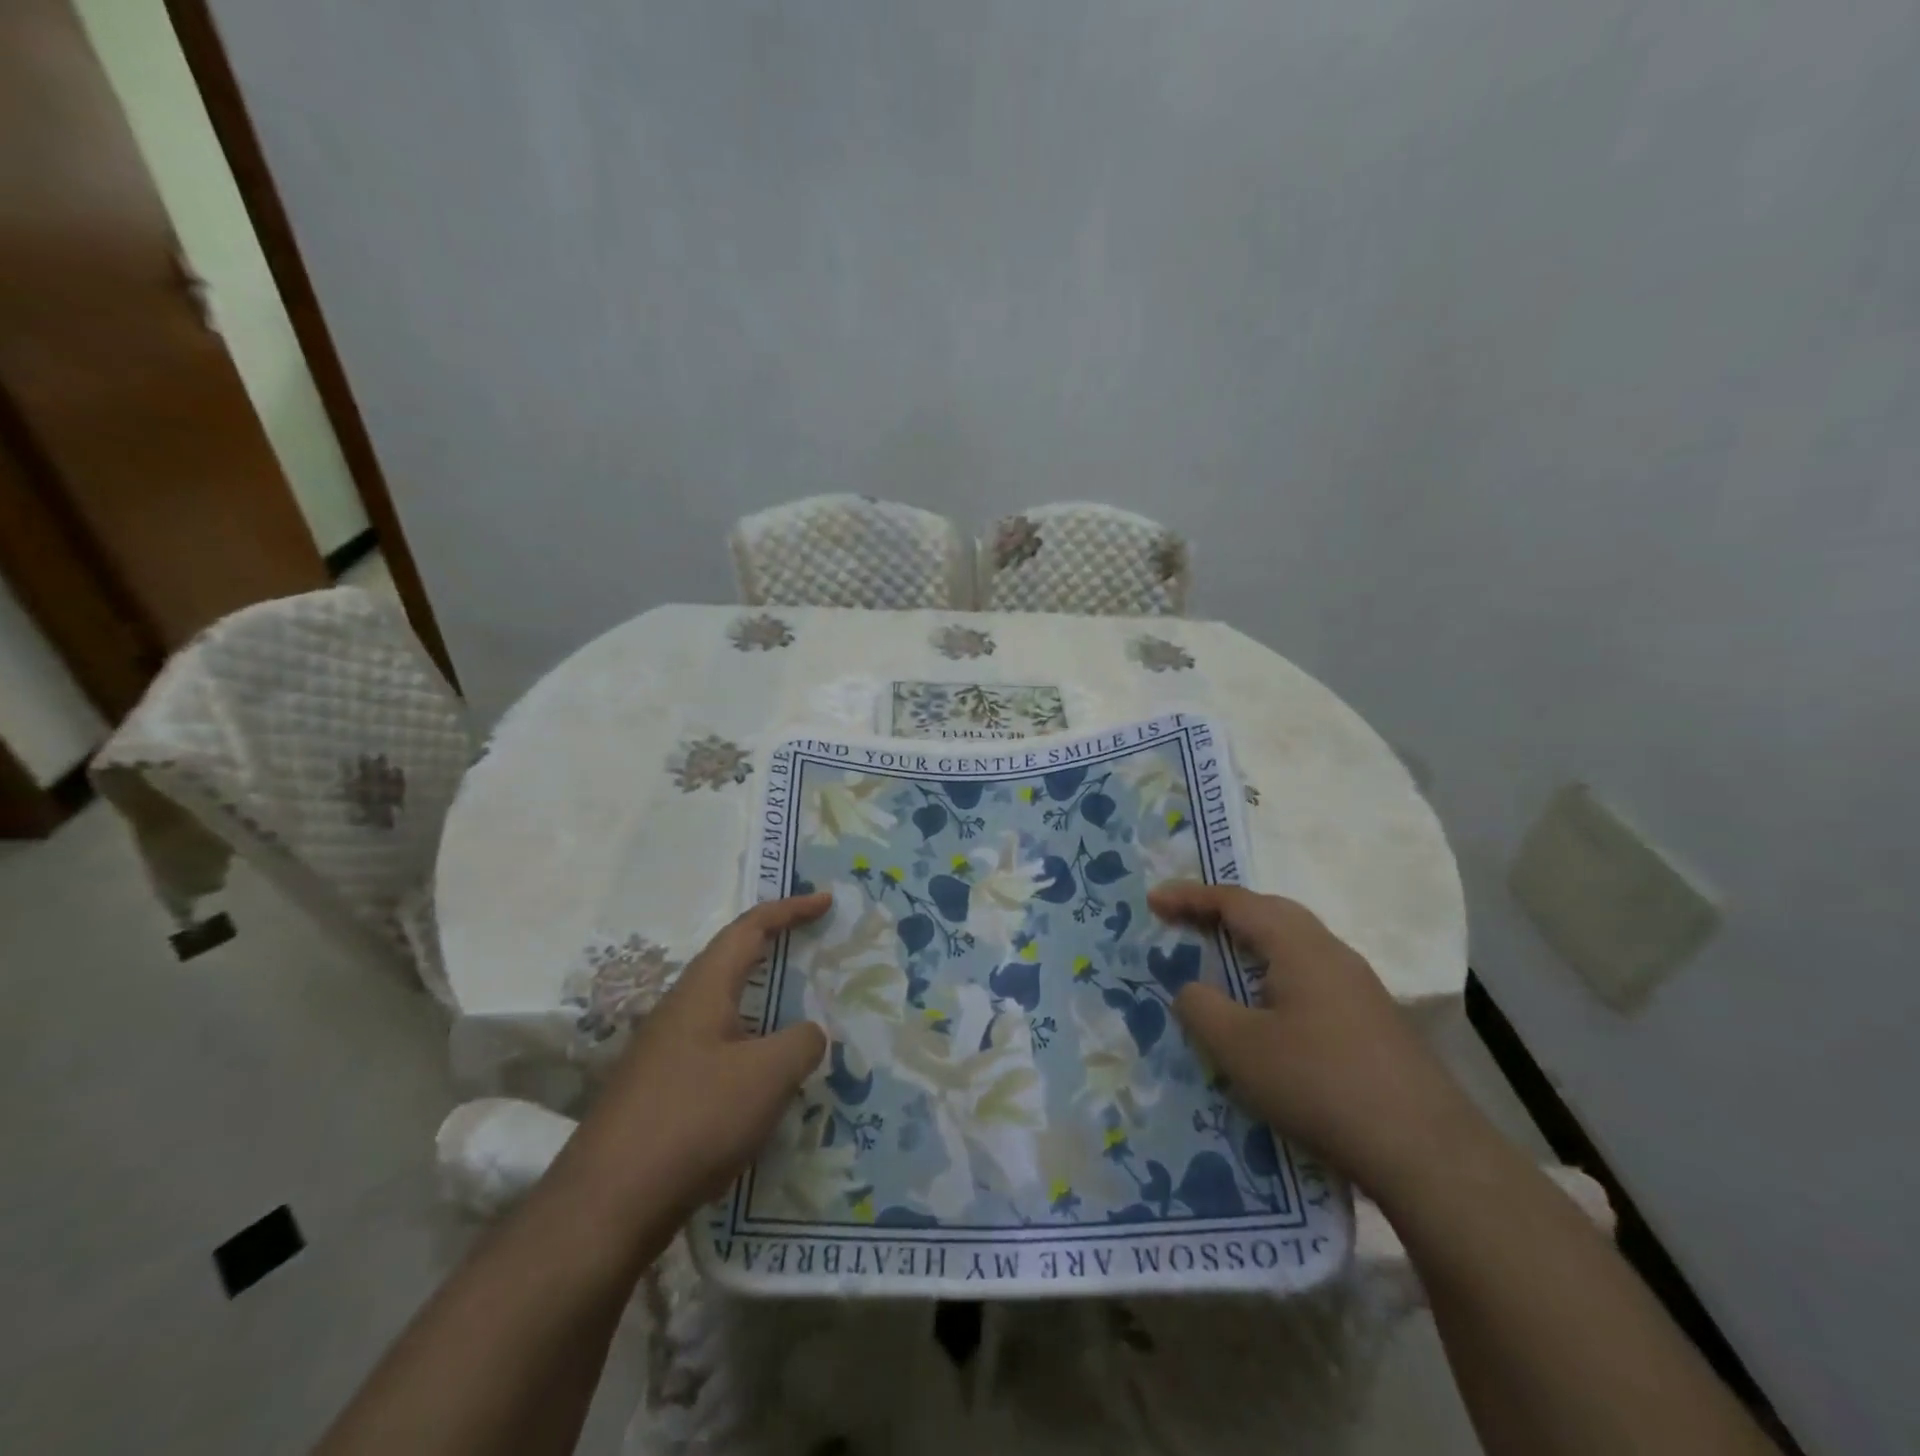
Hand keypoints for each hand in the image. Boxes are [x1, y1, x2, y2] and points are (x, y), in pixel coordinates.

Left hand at [559, 894, 831, 1228]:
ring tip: (802, 1022)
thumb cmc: (693, 1119)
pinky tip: (766, 1085)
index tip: (825, 901)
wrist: (605, 1206)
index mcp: (703, 990)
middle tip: (815, 952)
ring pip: (725, 1013)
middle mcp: (679, 1011)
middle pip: (732, 964)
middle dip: (775, 952)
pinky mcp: (659, 1094)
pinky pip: (717, 1052)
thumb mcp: (767, 1075)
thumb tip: (809, 1033)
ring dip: (764, 1008)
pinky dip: (750, 1050)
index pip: (749, 929)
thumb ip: (801, 1042)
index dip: (790, 909)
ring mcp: (664, 1054)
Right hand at [1148, 881, 1483, 1197]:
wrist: (1425, 1151)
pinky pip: (1309, 976)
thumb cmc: (1319, 1084)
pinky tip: (1266, 1011)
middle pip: (1269, 913)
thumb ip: (1201, 1007)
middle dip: (1222, 912)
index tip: (1152, 900)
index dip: (1189, 897)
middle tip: (1184, 923)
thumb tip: (1191, 988)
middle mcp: (1331, 953)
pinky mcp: (1372, 1020)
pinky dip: (1273, 975)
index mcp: (1298, 946)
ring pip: (1293, 945)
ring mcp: (1358, 986)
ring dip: (1251, 944)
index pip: (1235, 902)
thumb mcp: (1239, 1047)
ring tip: (1219, 961)